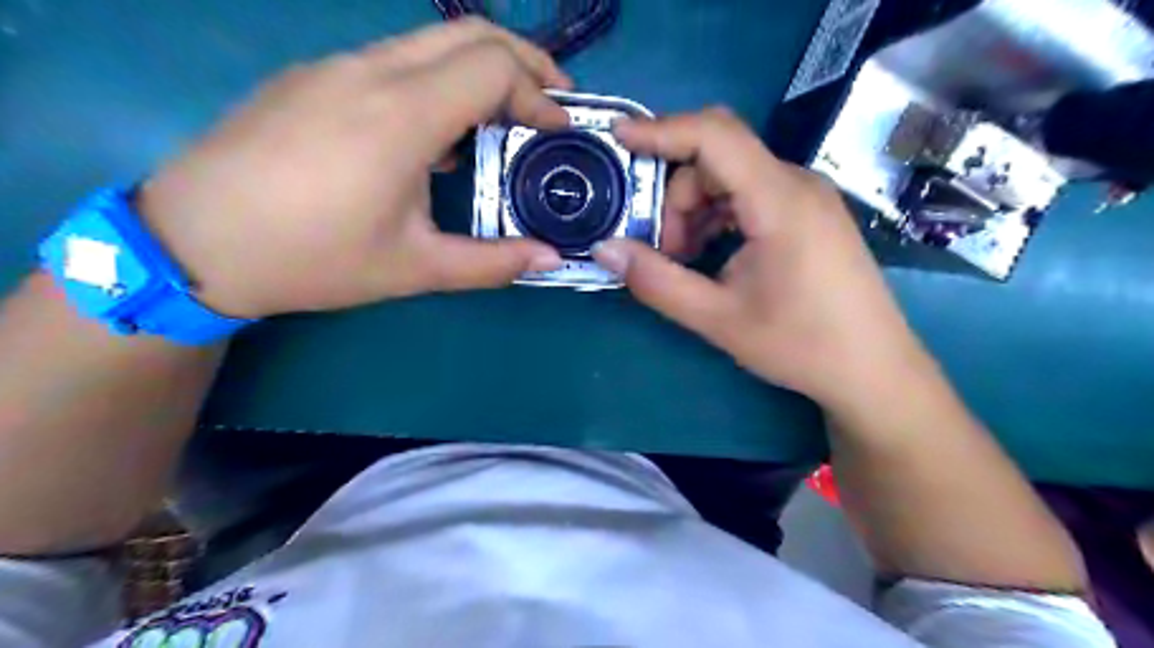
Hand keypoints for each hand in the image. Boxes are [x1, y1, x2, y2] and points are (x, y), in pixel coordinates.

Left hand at [136, 20, 566, 322]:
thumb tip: (552, 259)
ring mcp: (336, 67)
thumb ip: (492, 263)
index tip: (558, 130)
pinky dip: (440, 78)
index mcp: (401, 116)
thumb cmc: (313, 258)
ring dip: (481, 68)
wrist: (194, 241)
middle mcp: (371, 72)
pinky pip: (394, 59)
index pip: (493, 66)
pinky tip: (439, 130)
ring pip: (430, 41)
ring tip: (505, 116)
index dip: (539, 93)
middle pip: (469, 32)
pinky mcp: (313, 77)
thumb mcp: (415, 269)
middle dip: (525, 60)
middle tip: (551, 103)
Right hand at [596, 105, 926, 409]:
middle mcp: (796, 183)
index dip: (661, 130)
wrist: (874, 370)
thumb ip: (657, 281)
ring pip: (730, 178)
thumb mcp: (718, 319)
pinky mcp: (807, 214)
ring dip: (694, 211)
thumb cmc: (801, 345)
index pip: (714, 136)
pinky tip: (711, 256)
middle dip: (675, 198)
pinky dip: (717, 217)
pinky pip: (748, 196)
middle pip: (716, 160)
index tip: (617, 138)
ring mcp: (805, 197)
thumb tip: (604, 249)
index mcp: (779, 200)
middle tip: (663, 252)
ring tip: (686, 262)